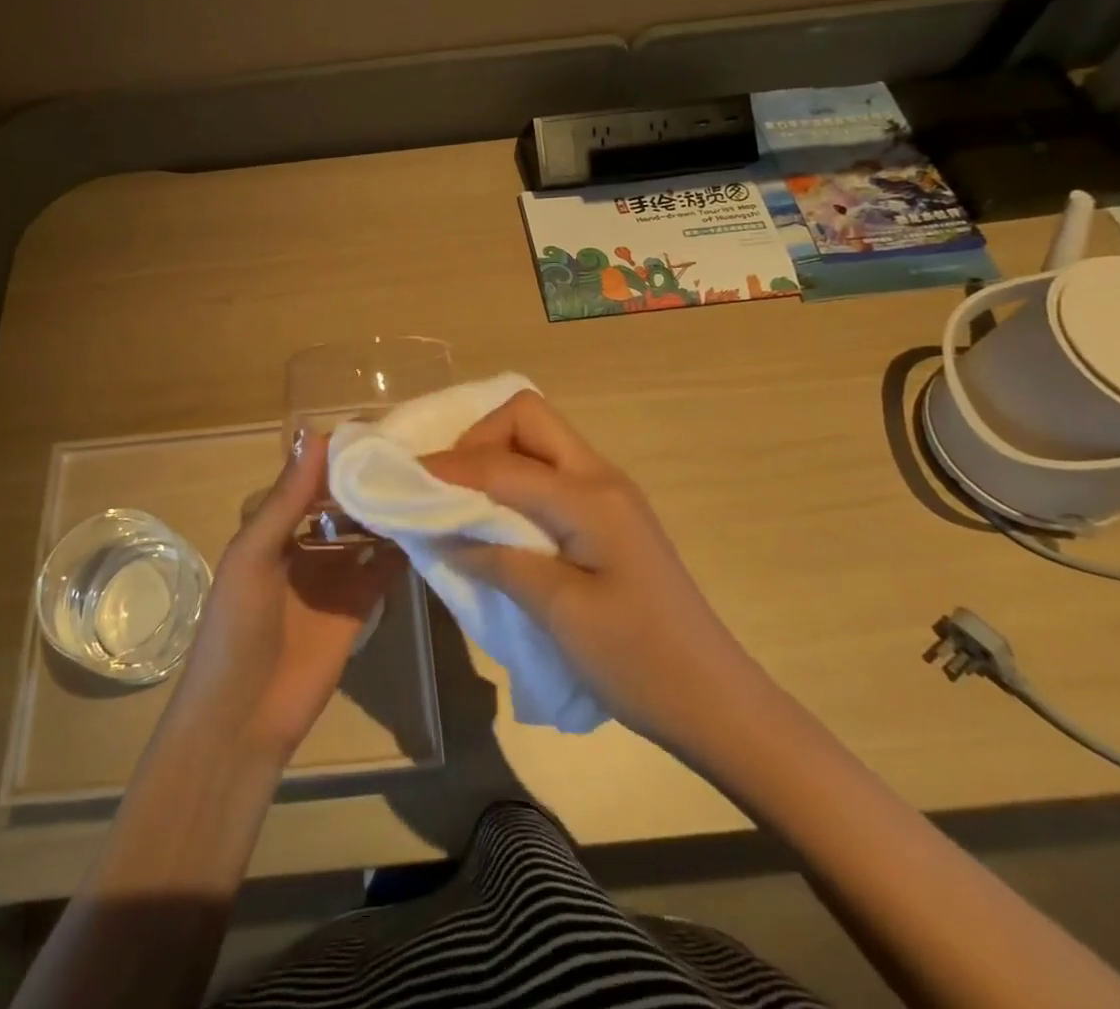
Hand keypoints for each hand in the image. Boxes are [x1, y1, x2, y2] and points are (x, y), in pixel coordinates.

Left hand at [162, 431, 405, 767]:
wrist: (243, 719)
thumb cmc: (236, 628)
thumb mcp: (253, 555)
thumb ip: (287, 499)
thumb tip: (314, 433)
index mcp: (272, 528)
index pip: (310, 479)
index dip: (338, 457)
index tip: (378, 431)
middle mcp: (304, 545)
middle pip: (342, 504)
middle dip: (370, 483)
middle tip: (415, 454)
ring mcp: (332, 576)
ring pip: (366, 533)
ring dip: (388, 513)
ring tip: (427, 483)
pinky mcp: (357, 606)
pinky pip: (382, 569)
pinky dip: (402, 550)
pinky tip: (428, 526)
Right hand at [423, 390, 767, 751]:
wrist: (716, 701)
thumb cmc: (639, 662)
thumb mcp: (560, 614)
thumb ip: (499, 561)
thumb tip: (444, 533)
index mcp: (590, 497)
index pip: (502, 463)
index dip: (449, 468)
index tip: (404, 480)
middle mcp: (601, 477)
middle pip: (527, 417)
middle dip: (478, 439)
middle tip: (446, 485)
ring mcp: (609, 493)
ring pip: (540, 439)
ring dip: (496, 455)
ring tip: (462, 498)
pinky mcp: (609, 514)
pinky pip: (551, 471)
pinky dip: (515, 478)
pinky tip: (498, 517)